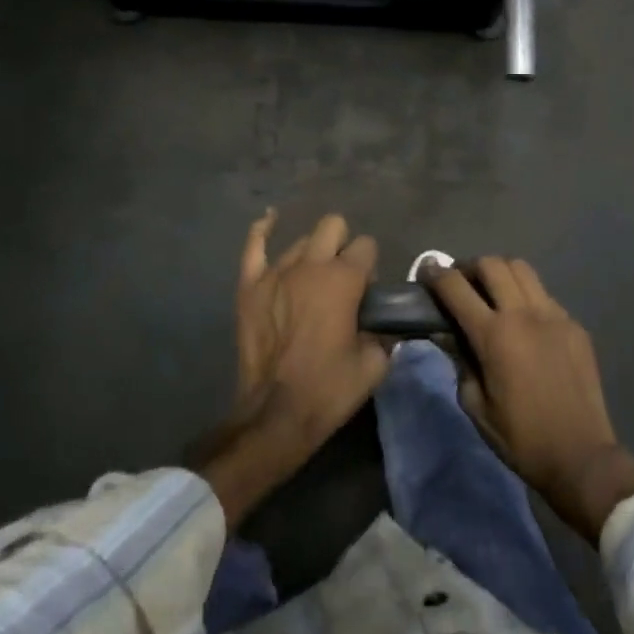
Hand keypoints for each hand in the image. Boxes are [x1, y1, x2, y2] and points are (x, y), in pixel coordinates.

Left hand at [201, 213, 388, 526]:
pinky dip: (264, 230)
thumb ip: (383, 332)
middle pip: (333, 226)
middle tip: (343, 280)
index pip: (366, 246)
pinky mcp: (250, 285)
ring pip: (301, 240)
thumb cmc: (329, 389)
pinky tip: (271, 219)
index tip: (366, 293)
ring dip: (313, 253)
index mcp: (344, 279)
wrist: (276, 414)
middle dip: (343, 245)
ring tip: (312, 279)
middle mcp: (310, 265)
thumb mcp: (375, 364)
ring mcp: (275, 272)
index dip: (370, 267)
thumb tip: (380, 321)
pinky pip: (254, 245)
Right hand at [424, 257, 633, 541]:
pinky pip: (544, 295)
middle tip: (460, 283)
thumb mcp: (475, 405)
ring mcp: (554, 316)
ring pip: (522, 269)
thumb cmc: (520, 438)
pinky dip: (526, 295)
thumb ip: (460, 361)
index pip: (456, 288)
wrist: (581, 456)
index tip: (427, 271)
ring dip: (500, 272)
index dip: (436, 275)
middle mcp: (525, 314)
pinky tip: (524, 321)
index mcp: (495, 336)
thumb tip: (447, 334)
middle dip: (469, 267)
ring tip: (491, 291)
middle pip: (492, 264)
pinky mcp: (575, 325)